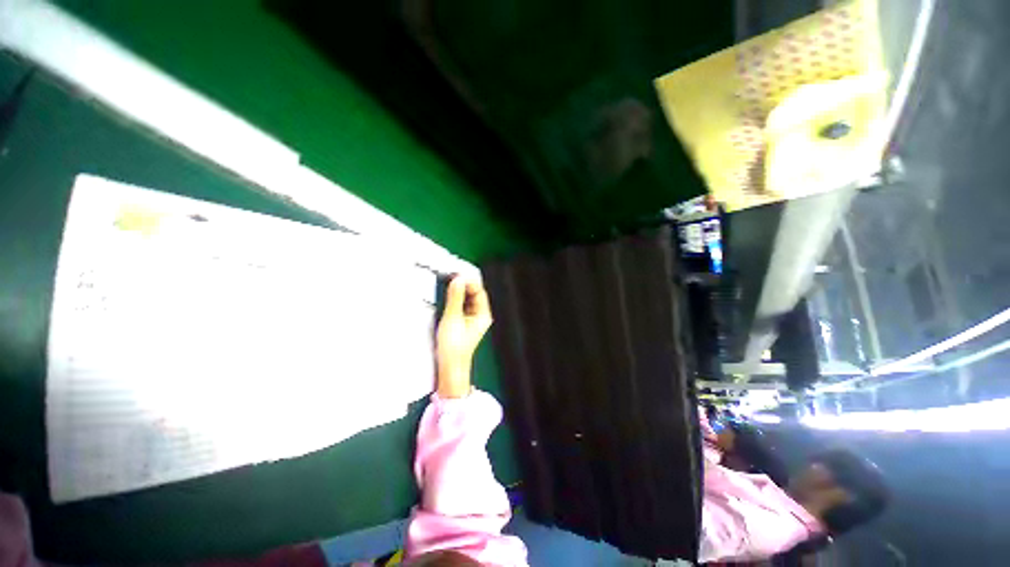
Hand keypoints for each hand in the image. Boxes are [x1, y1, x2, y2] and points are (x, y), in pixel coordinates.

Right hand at [436, 275, 492, 397]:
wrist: (449, 367)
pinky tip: (448, 295)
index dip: (469, 282)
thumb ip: (455, 298)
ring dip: (459, 291)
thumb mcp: (452, 319)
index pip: (479, 292)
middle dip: (464, 285)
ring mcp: (472, 318)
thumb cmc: (454, 348)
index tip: (457, 275)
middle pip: (474, 294)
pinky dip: (456, 299)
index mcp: (483, 314)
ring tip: (448, 284)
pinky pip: (461, 305)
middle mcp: (480, 315)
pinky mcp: (463, 321)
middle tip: (451, 277)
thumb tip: (457, 280)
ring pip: (467, 299)